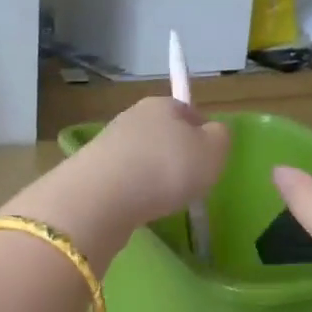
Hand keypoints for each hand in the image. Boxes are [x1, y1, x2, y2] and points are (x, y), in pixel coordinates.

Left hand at [77, 96, 230, 224]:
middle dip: (174, 156)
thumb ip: (220, 138)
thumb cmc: (167, 168)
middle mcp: (131, 118)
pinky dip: (133, 191)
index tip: (207, 159)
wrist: (103, 197)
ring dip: (151, 175)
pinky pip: (123, 179)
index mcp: (162, 105)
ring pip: (140, 157)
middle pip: (161, 134)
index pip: (188, 111)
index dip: (201, 133)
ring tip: (162, 199)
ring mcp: (108, 145)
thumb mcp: (213, 151)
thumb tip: (212, 132)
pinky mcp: (92, 172)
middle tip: (187, 182)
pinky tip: (138, 206)